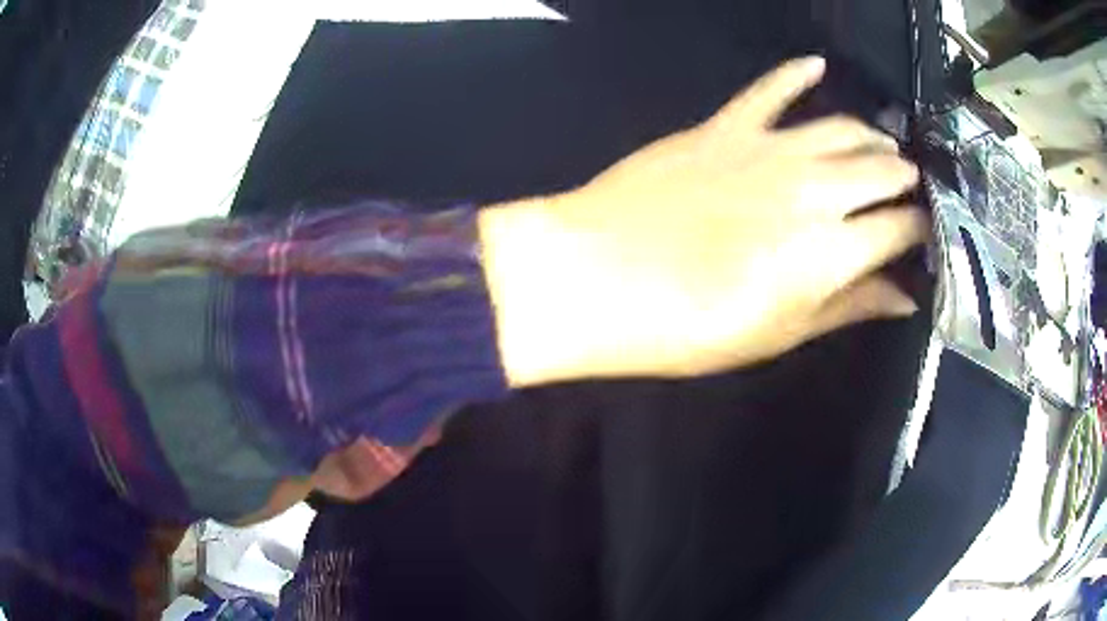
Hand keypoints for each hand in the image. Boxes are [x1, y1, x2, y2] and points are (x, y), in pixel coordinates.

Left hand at [482, 57, 927, 383]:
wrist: (597, 277)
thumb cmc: (690, 325)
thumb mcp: (781, 333)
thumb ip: (849, 306)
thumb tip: (903, 297)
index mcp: (833, 249)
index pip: (901, 227)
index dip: (920, 230)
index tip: (924, 235)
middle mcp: (815, 188)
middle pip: (882, 170)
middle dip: (904, 180)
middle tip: (910, 190)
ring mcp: (769, 147)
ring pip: (841, 126)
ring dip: (870, 137)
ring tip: (883, 147)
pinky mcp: (725, 126)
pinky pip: (770, 88)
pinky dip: (796, 73)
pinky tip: (817, 64)